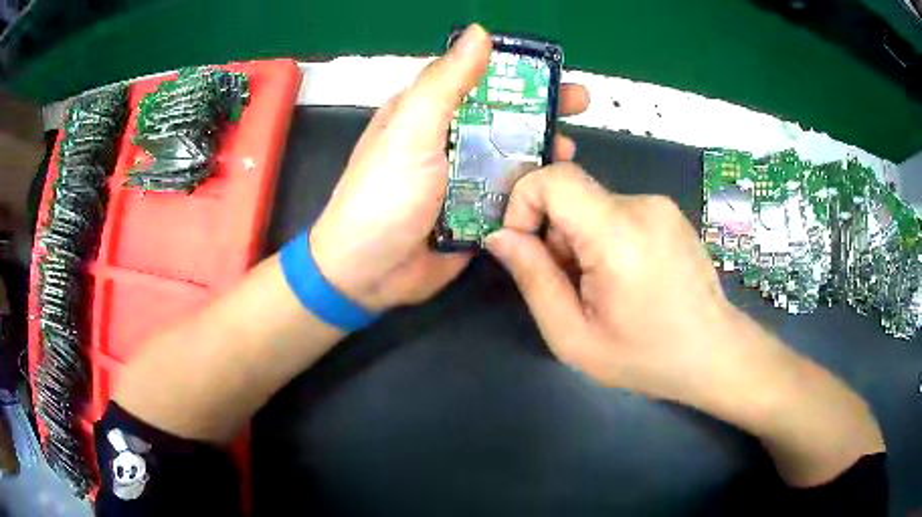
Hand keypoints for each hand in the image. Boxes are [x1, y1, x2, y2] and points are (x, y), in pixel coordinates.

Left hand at [311, 24, 589, 311]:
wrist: (368, 273)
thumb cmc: (383, 196)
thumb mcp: (410, 132)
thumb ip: (445, 84)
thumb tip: (479, 32)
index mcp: (427, 113)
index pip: (478, 79)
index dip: (517, 71)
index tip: (555, 70)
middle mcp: (447, 140)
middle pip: (502, 115)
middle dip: (540, 108)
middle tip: (579, 104)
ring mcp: (463, 178)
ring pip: (512, 155)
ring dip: (541, 149)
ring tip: (568, 151)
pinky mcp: (475, 213)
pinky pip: (511, 195)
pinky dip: (533, 190)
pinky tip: (555, 190)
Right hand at [486, 164, 883, 486]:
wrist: (715, 353)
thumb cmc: (647, 356)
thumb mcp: (574, 336)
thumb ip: (533, 279)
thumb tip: (500, 236)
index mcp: (619, 235)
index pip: (553, 179)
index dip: (523, 203)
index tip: (525, 247)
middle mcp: (643, 205)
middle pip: (571, 195)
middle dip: (554, 235)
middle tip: (572, 286)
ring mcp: (661, 205)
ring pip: (592, 205)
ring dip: (581, 241)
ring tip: (604, 289)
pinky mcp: (669, 212)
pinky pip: (617, 212)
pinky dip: (605, 239)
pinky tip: (627, 278)